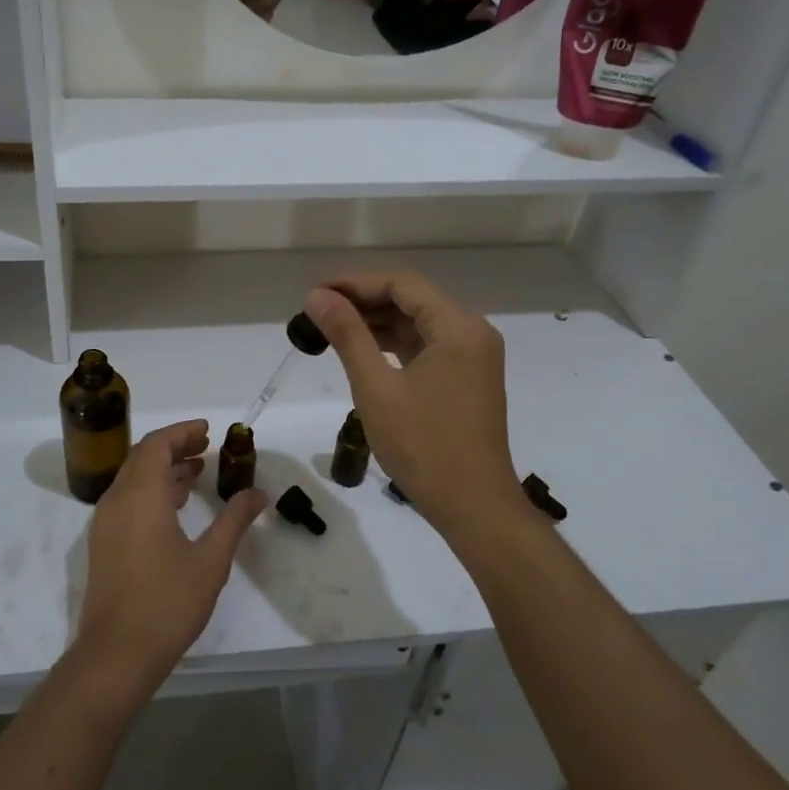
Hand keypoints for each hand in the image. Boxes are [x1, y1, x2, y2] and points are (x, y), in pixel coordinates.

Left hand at [74, 419, 268, 692]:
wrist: (116, 655)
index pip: (157, 445)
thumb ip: (234, 521)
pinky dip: (151, 490)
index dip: (182, 432)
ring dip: (162, 468)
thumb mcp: (210, 561)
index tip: (208, 431)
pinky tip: (175, 505)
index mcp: (141, 496)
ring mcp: (105, 523)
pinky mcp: (103, 543)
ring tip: (195, 472)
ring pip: (133, 478)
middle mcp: (117, 500)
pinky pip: (127, 499)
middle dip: (174, 446)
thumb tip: (257, 494)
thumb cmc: (167, 603)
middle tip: (205, 447)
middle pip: (142, 456)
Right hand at [304, 272, 523, 547]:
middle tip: (316, 311)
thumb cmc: (423, 446)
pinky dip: (393, 344)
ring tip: (330, 329)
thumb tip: (317, 296)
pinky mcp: (466, 377)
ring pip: (417, 323)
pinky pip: (426, 346)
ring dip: (376, 322)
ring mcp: (472, 356)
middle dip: (363, 301)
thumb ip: (347, 335)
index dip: (355, 282)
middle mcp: (471, 332)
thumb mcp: (376, 387)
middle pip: (411, 299)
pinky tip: (361, 350)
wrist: (474, 506)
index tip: (315, 293)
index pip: (402, 284)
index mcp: (458, 327)